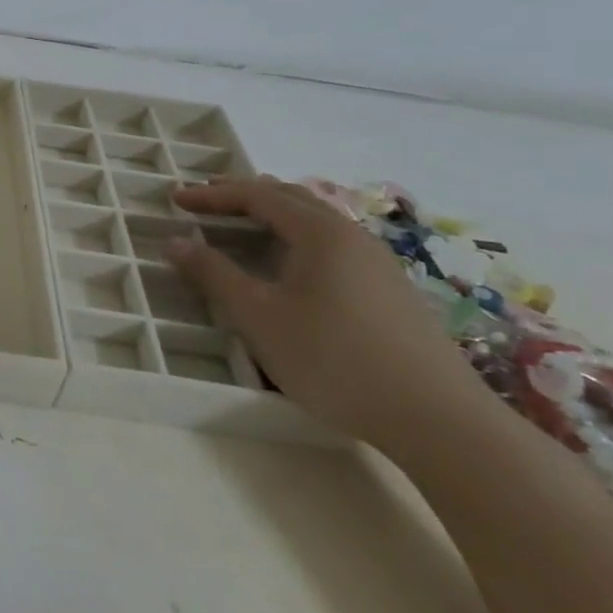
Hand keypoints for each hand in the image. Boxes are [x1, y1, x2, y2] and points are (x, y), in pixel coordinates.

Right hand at [167, 178, 494, 450]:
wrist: (437, 418)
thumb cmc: (334, 359)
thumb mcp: (259, 316)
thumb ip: (214, 274)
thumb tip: (175, 242)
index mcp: (320, 232)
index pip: (257, 195)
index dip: (212, 194)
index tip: (175, 199)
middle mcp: (352, 235)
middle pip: (291, 198)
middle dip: (243, 196)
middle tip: (204, 202)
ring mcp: (377, 262)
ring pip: (315, 221)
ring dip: (272, 216)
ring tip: (240, 227)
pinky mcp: (389, 289)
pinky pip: (332, 245)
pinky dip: (295, 239)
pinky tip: (289, 266)